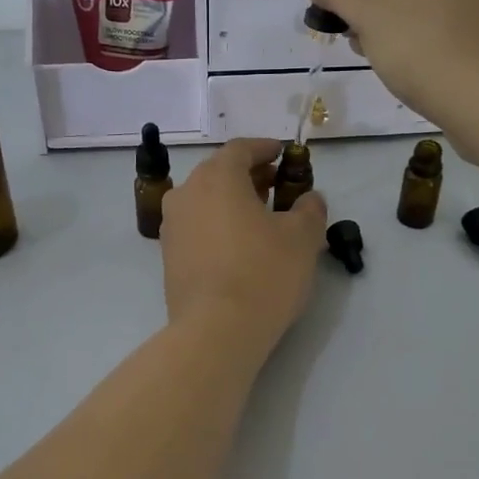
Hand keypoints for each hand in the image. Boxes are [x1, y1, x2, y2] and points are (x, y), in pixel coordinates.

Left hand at [161, 138, 326, 353]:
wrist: (216, 330)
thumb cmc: (263, 273)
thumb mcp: (303, 238)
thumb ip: (310, 209)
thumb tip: (309, 199)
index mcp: (216, 177)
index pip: (241, 149)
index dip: (265, 148)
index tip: (284, 154)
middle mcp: (187, 193)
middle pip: (219, 173)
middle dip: (250, 176)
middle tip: (277, 186)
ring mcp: (172, 226)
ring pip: (205, 201)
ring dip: (232, 202)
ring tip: (261, 218)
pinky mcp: (168, 256)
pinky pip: (197, 227)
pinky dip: (218, 226)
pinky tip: (240, 246)